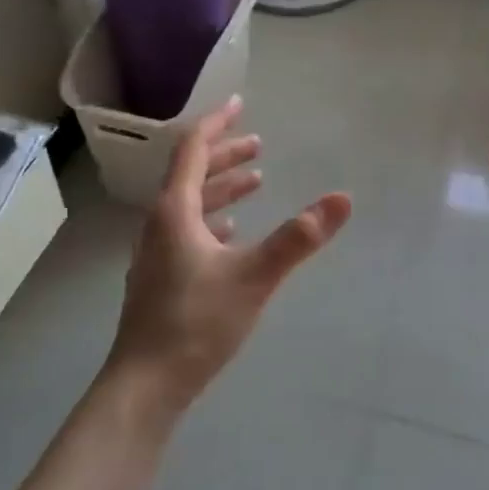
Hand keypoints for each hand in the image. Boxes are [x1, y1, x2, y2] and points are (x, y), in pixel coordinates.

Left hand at [107, 96, 350, 413]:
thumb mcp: (254, 276)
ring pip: (191, 205)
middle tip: (259, 144)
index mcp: (175, 212)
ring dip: (222, 187)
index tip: (239, 104)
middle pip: (191, 175)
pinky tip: (232, 232)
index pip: (193, 151)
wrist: (146, 385)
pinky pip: (189, 232)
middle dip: (225, 155)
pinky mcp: (162, 279)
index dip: (217, 124)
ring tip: (255, 180)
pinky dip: (214, 220)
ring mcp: (157, 253)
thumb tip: (342, 199)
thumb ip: (298, 238)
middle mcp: (160, 225)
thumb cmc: (196, 323)